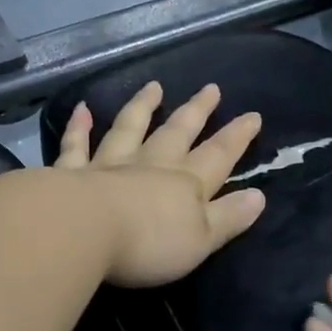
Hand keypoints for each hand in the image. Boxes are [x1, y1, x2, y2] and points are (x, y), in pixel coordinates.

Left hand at [53, 81, 266, 287]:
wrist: (84, 231)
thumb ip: (228, 217)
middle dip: (196, 112)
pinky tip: (81, 109)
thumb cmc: (148, 243)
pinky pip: (77, 146)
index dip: (237, 137)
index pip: (218, 156)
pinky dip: (78, 128)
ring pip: (129, 128)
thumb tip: (258, 195)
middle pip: (177, 133)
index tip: (252, 115)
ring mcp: (109, 165)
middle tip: (211, 88)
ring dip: (142, 107)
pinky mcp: (73, 172)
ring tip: (154, 87)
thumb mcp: (201, 240)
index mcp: (185, 184)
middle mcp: (149, 165)